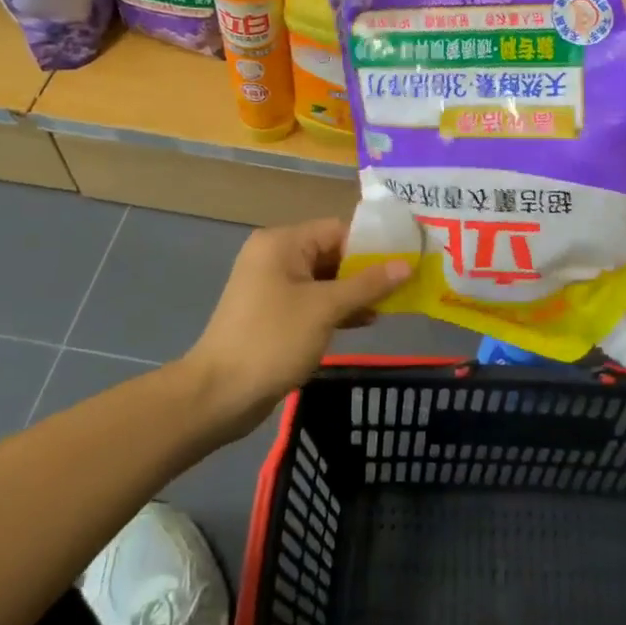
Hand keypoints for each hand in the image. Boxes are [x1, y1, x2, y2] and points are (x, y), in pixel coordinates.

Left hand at [181, 219, 409, 434]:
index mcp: (282, 242)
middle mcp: (275, 256)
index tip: (406, 259)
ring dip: (355, 292)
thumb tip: (406, 264)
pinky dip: (337, 308)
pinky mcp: (273, 313)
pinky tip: (365, 321)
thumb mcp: (325, 309)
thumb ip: (367, 284)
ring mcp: (272, 286)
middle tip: (405, 284)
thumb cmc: (272, 340)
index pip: (338, 230)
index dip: (373, 245)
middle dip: (366, 270)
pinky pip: (312, 300)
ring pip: (324, 279)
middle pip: (332, 253)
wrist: (218, 394)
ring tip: (392, 305)